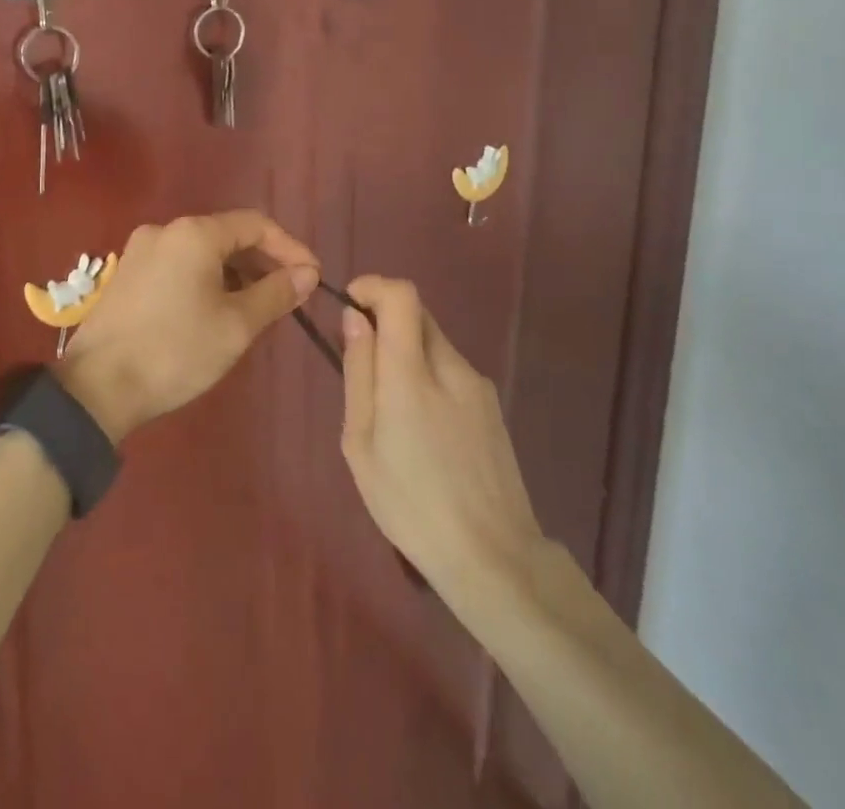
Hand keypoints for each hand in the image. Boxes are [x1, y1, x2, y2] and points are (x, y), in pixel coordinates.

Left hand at [56, 211, 318, 442]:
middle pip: (227, 235)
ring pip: (202, 252)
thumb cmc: (175, 351)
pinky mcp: (127, 274)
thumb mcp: (236, 325)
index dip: (289, 248)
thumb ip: (275, 293)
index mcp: (194, 233)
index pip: (255, 225)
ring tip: (257, 307)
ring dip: (235, 273)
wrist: (97, 387)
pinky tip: (217, 310)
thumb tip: (306, 273)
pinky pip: (179, 265)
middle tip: (288, 296)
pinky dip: (206, 279)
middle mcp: (165, 230)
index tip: (312, 277)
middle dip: (262, 262)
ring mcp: (140, 250)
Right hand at [339, 277, 546, 619]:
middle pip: (417, 314)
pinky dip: (429, 377)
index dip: (373, 286)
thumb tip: (354, 318)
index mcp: (413, 372)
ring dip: (407, 354)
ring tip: (392, 414)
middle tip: (363, 369)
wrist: (493, 558)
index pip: (401, 295)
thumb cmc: (410, 504)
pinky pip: (451, 371)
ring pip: (434, 343)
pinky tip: (424, 432)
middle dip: (385, 323)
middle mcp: (451, 365)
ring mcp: (478, 385)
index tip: (351, 306)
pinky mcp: (492, 406)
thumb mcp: (361, 442)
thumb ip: (359, 372)